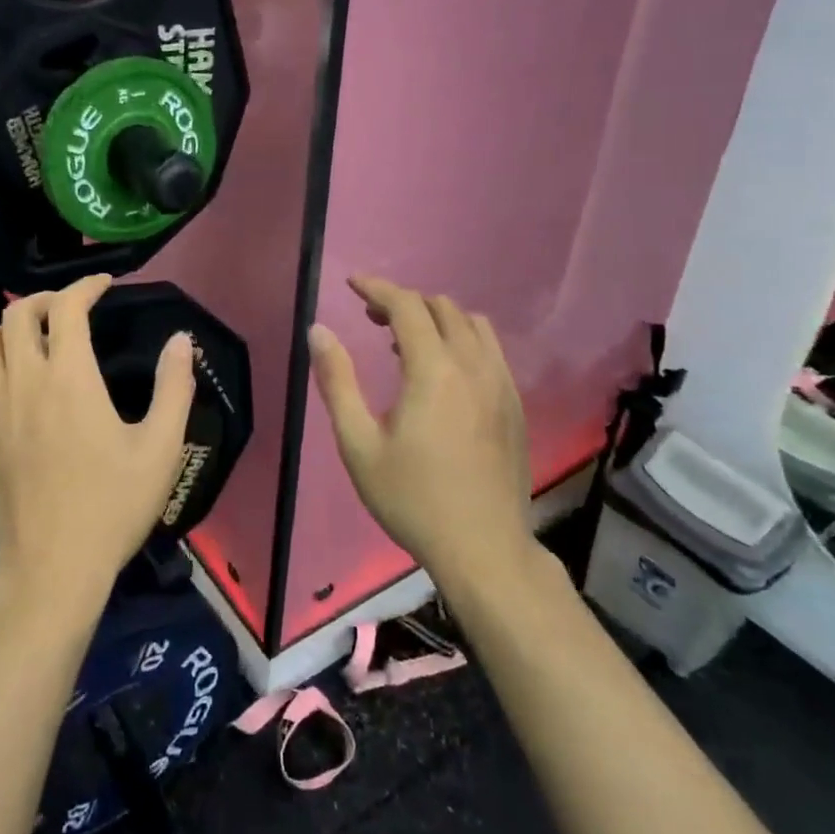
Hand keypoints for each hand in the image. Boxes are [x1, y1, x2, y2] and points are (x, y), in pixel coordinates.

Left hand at [0, 275, 196, 618]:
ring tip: (33, 342)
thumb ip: (174, 386)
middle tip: (70, 311)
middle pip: (16, 313)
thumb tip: (181, 339)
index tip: (104, 285)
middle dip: (44, 300)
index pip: (67, 306)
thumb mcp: (160, 447)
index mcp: (70, 377)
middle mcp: (24, 381)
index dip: (86, 285)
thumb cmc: (112, 506)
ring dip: (9, 330)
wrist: (53, 568)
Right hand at [308, 276, 536, 588]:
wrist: (483, 548)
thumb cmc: (411, 498)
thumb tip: (318, 331)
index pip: (406, 306)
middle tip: (372, 320)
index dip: (377, 288)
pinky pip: (491, 349)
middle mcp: (473, 365)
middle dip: (403, 302)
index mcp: (433, 370)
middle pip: (441, 307)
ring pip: (472, 324)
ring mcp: (501, 384)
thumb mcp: (358, 444)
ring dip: (437, 318)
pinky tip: (444, 372)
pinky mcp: (515, 404)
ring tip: (407, 343)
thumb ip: (337, 381)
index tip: (352, 284)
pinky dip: (463, 339)